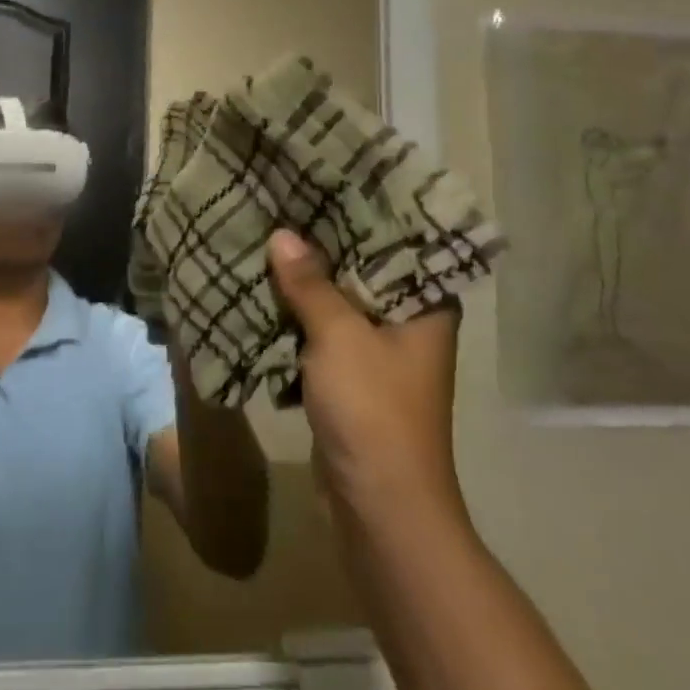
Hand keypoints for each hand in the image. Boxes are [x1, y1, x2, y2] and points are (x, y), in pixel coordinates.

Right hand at [268, 230, 463, 521]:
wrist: (380, 506)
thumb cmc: (373, 409)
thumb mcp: (339, 336)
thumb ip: (310, 283)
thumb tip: (281, 235)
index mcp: (424, 306)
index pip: (394, 243)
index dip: (358, 213)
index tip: (320, 183)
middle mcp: (407, 323)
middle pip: (360, 271)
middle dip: (320, 247)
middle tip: (282, 205)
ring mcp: (378, 353)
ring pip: (337, 302)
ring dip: (305, 282)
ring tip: (266, 238)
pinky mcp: (351, 378)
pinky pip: (322, 333)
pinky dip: (297, 316)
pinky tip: (265, 290)